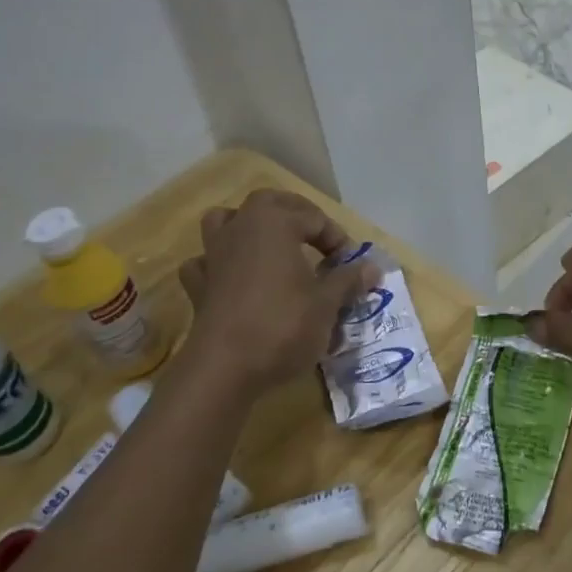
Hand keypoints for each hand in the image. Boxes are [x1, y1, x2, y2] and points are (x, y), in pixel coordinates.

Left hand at [176, 191, 374, 395]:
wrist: (224, 368)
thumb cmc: (282, 326)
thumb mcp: (327, 304)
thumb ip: (348, 280)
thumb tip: (373, 268)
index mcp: (274, 223)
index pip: (315, 218)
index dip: (337, 239)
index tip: (350, 266)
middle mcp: (240, 228)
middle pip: (268, 202)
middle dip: (295, 213)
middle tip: (316, 237)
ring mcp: (213, 255)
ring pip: (226, 221)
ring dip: (248, 226)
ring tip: (269, 245)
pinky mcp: (198, 286)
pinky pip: (205, 262)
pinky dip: (219, 264)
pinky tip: (233, 278)